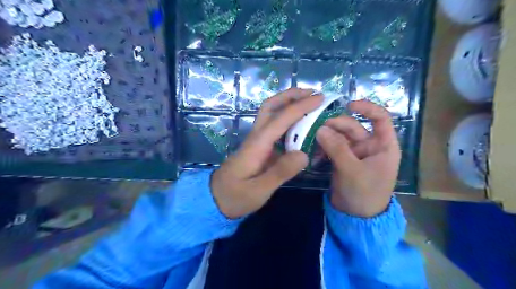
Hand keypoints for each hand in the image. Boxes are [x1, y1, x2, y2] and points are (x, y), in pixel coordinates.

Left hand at [211, 88, 321, 218]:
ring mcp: (256, 141)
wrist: (216, 199)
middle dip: (290, 95)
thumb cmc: (235, 196)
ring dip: (289, 104)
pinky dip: (287, 119)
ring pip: (270, 113)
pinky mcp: (259, 147)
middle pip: (270, 106)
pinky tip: (300, 125)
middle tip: (312, 93)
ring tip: (310, 104)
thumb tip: (305, 154)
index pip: (281, 119)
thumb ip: (280, 172)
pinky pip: (274, 126)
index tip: (320, 99)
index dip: (301, 107)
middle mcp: (256, 137)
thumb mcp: (258, 190)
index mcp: (257, 144)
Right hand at [317, 100, 399, 217]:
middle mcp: (370, 146)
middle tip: (318, 128)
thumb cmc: (364, 194)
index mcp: (383, 146)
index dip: (367, 108)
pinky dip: (323, 147)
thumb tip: (320, 128)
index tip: (349, 104)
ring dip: (327, 136)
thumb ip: (337, 148)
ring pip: (340, 136)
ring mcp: (355, 153)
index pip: (380, 118)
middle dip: (336, 125)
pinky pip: (332, 147)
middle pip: (353, 126)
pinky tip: (314, 151)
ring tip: (313, 139)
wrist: (356, 217)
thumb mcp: (351, 170)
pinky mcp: (342, 160)